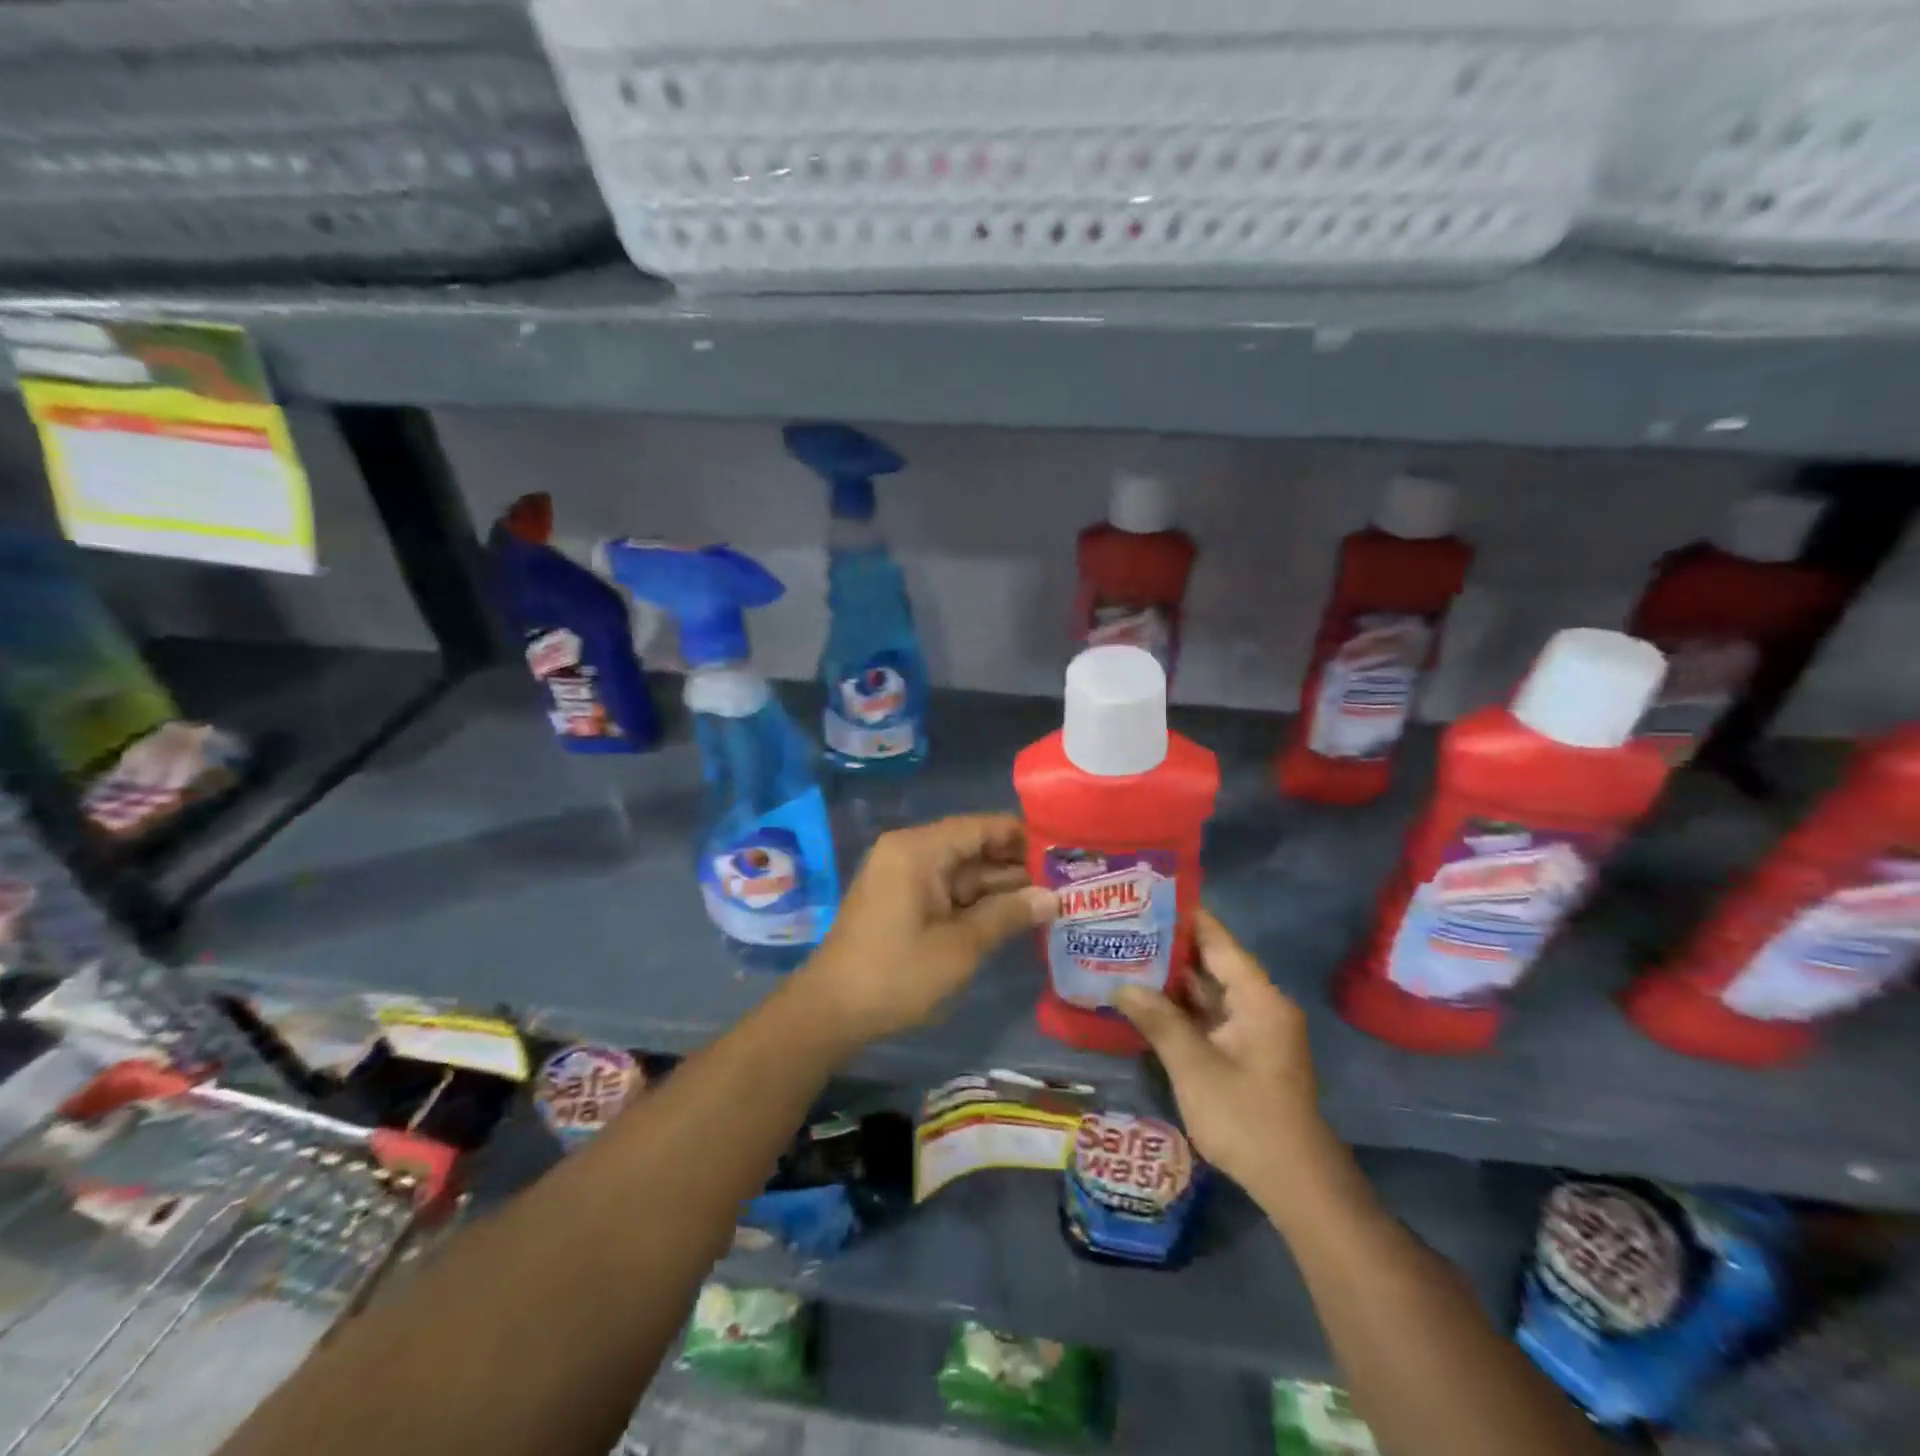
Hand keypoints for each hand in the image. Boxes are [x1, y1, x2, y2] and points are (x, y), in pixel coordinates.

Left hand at [798, 814, 1054, 1048]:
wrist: (830, 1012)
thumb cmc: (896, 974)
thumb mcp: (959, 947)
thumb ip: (1007, 916)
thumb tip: (1052, 898)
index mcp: (918, 850)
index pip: (980, 826)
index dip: (1022, 836)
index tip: (1062, 850)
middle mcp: (909, 852)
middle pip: (973, 847)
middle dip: (1016, 865)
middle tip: (1066, 879)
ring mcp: (903, 877)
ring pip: (963, 872)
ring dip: (1000, 887)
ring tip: (1053, 897)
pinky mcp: (902, 901)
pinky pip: (947, 890)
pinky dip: (977, 902)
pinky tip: (1015, 914)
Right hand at [1115, 908, 1323, 1194]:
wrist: (1294, 1183)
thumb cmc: (1246, 1117)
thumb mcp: (1194, 1066)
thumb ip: (1158, 1020)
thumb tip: (1120, 986)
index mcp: (1259, 998)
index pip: (1219, 941)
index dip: (1185, 916)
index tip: (1147, 896)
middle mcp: (1260, 1005)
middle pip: (1212, 963)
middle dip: (1169, 947)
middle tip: (1124, 928)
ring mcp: (1254, 1031)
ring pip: (1209, 992)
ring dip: (1172, 980)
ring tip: (1126, 956)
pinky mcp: (1245, 1053)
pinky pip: (1210, 1017)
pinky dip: (1181, 1008)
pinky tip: (1145, 1001)